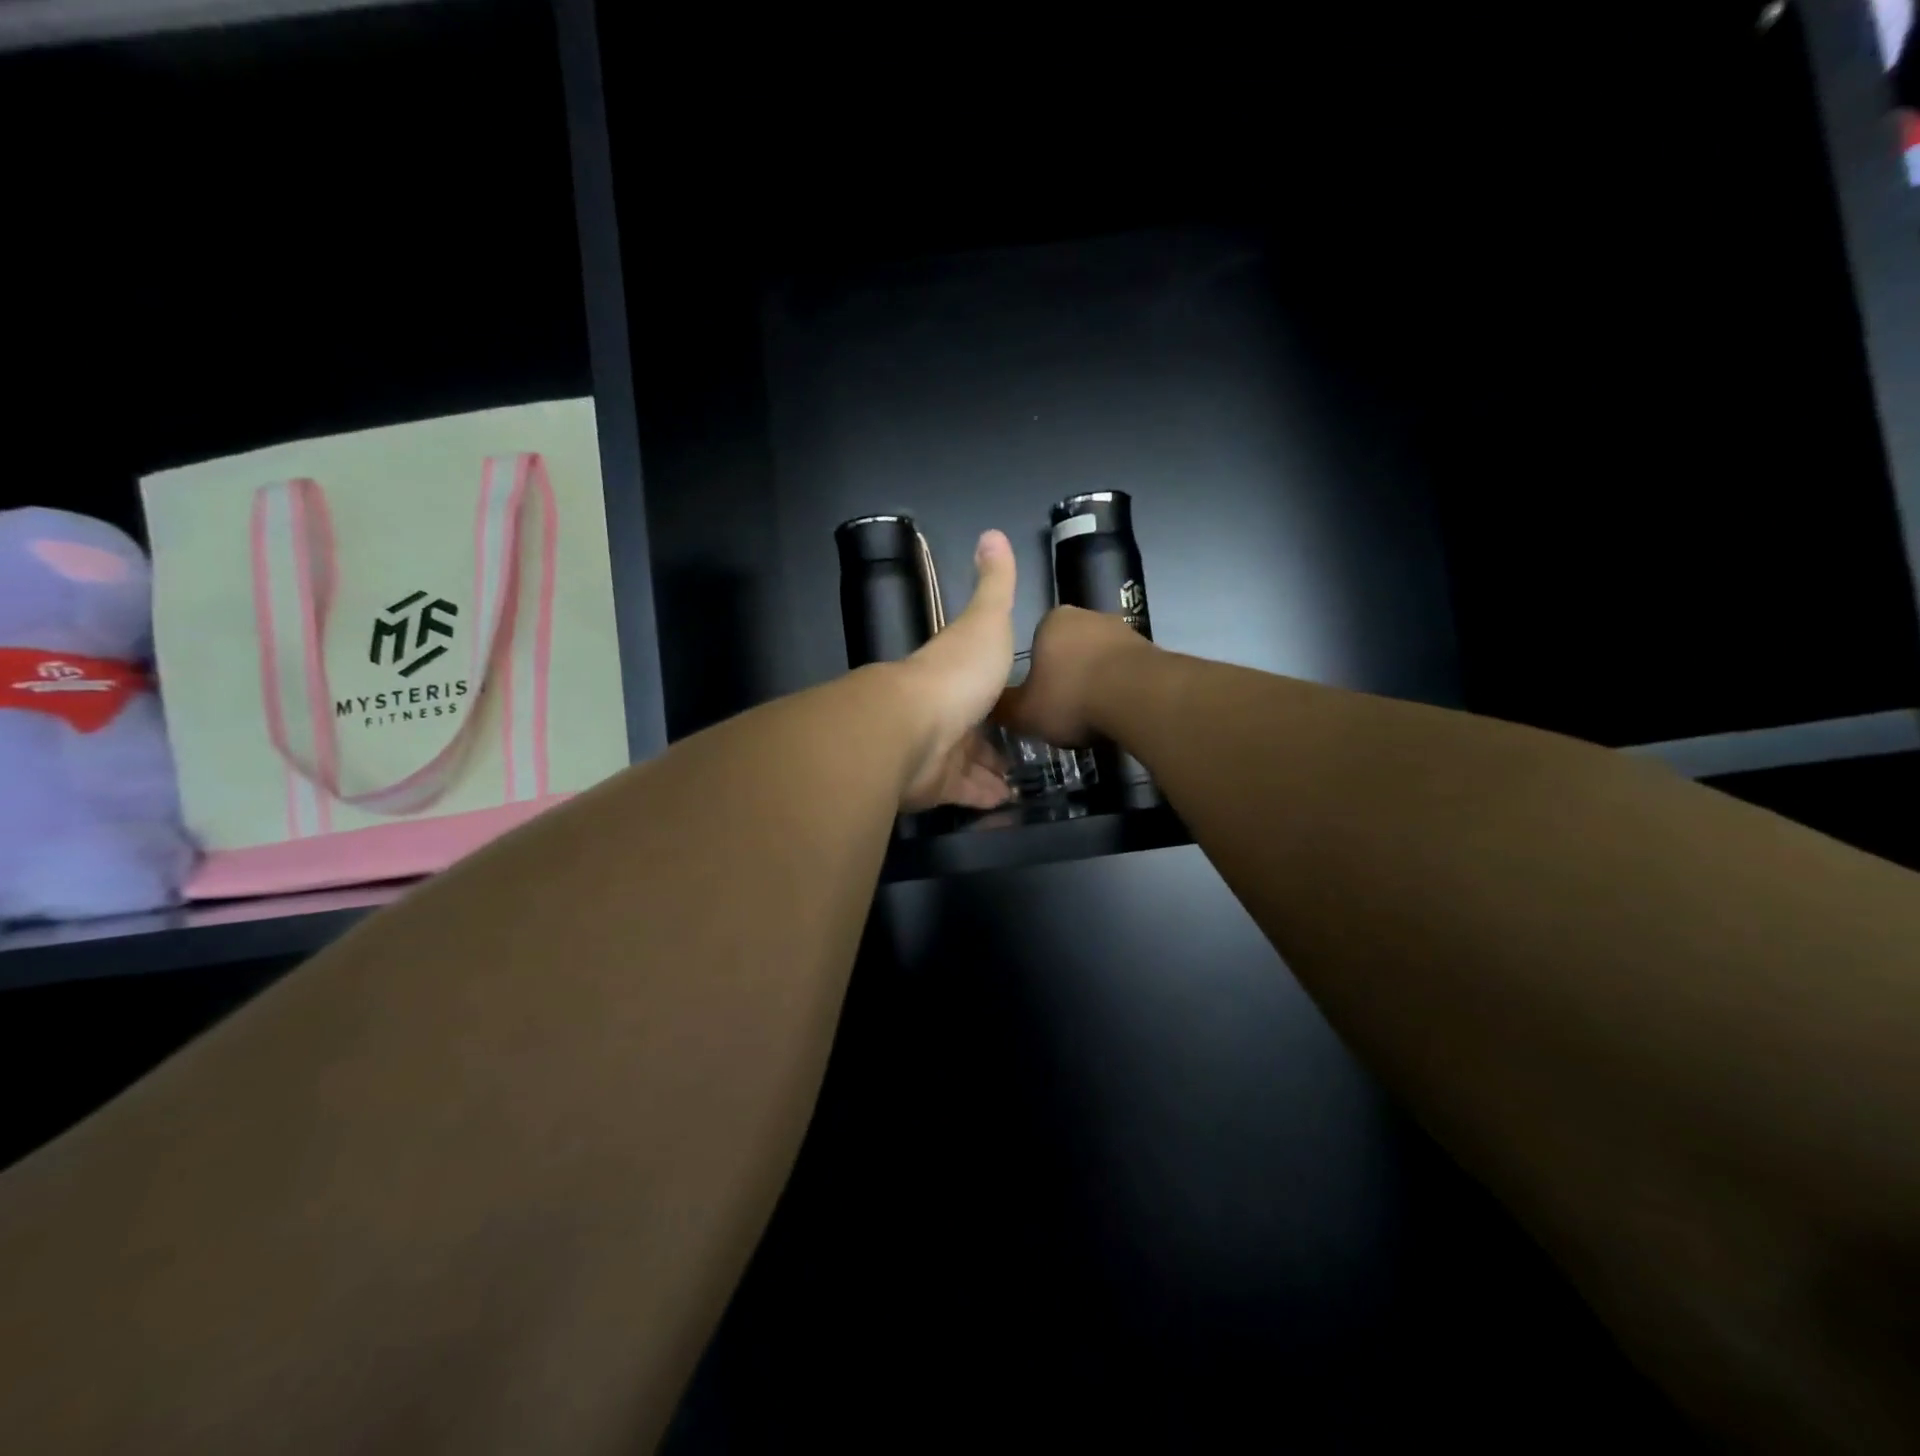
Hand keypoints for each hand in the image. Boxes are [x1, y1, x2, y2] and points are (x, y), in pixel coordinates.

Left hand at [894, 530, 1018, 811]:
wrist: (911, 726)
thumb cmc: (956, 672)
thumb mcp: (986, 619)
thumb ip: (994, 584)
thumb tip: (993, 533)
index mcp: (955, 673)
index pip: (980, 683)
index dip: (1000, 692)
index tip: (1023, 702)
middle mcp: (944, 712)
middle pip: (975, 727)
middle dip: (996, 739)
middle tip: (1028, 751)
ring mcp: (938, 751)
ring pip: (970, 764)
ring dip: (992, 772)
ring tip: (1022, 781)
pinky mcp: (935, 785)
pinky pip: (964, 792)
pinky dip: (983, 796)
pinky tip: (1006, 802)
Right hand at [993, 605, 1151, 747]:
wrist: (1138, 697)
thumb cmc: (1071, 697)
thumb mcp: (1025, 712)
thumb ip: (1005, 708)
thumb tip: (988, 707)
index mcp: (1052, 621)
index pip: (1037, 643)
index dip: (1038, 673)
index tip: (1041, 698)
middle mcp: (1088, 616)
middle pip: (1070, 649)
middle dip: (1068, 676)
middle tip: (1065, 709)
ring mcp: (1123, 630)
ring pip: (1100, 660)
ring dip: (1097, 682)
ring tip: (1094, 716)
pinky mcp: (1152, 650)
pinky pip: (1127, 672)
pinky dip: (1121, 689)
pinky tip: (1118, 713)